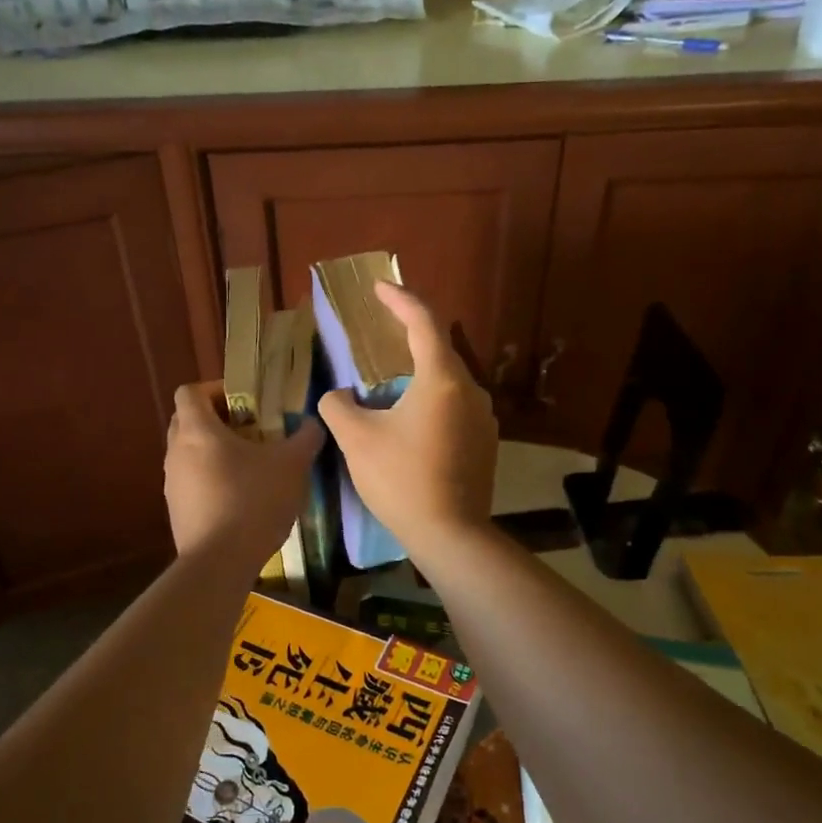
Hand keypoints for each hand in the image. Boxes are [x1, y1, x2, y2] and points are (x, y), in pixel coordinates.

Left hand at [163, 382, 321, 571]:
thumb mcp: (292, 465)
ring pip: (190, 455)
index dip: (215, 389)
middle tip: (252, 430)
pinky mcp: (177, 512)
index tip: (245, 401)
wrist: (220, 562)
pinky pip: (193, 484)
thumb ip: (305, 438)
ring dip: (216, 454)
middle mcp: (176, 452)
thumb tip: (313, 424)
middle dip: (218, 421)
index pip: (190, 392)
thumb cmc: (253, 501)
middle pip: (188, 422)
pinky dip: (213, 482)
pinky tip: (241, 500)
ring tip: (251, 467)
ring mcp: (172, 484)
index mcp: (197, 431)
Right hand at [318, 283, 497, 558]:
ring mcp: (484, 418)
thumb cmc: (401, 479)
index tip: (380, 288)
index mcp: (441, 379)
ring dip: (420, 372)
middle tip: (381, 332)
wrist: (450, 534)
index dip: (400, 300)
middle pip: (439, 349)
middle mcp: (470, 390)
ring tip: (392, 380)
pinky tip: (413, 419)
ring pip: (449, 381)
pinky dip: (433, 399)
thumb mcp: (357, 440)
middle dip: (410, 336)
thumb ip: (338, 407)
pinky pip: (456, 406)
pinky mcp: (485, 443)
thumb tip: (336, 396)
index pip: (423, 322)